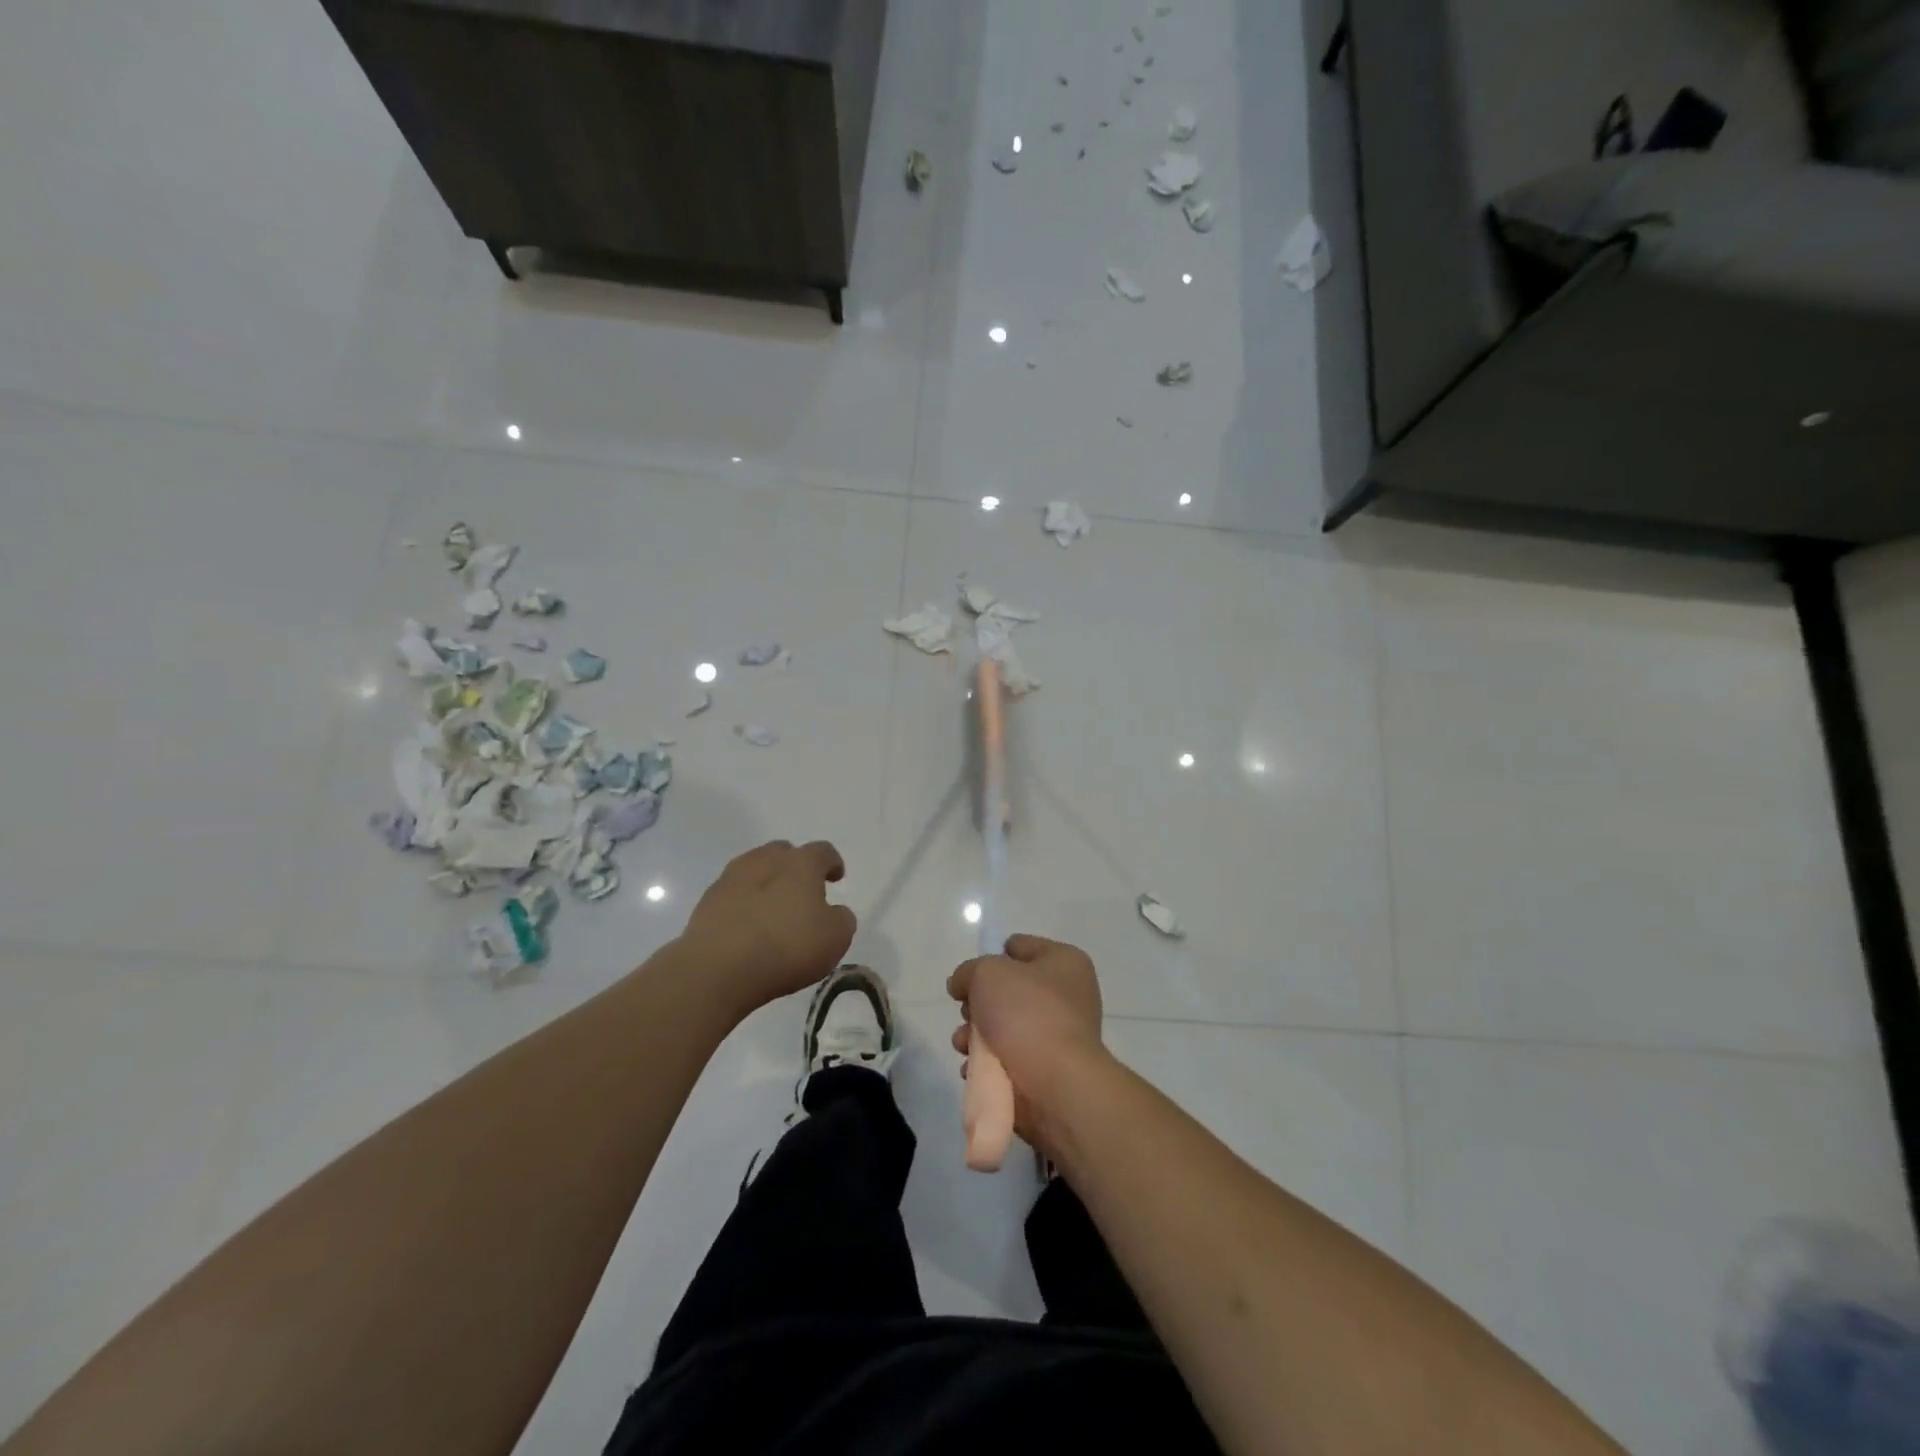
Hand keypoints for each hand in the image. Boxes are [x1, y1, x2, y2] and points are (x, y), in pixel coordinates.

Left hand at [679, 840, 857, 1015]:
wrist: (717, 969)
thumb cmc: (786, 948)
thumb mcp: (835, 938)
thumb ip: (841, 919)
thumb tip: (833, 912)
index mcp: (801, 863)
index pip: (822, 851)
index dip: (832, 863)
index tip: (835, 877)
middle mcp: (765, 860)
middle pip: (784, 853)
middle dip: (795, 867)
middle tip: (802, 892)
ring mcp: (731, 878)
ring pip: (755, 869)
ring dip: (767, 883)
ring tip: (773, 909)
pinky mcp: (707, 901)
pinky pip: (734, 893)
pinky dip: (744, 903)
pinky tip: (748, 926)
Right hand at [947, 934, 1106, 1157]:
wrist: (1055, 1085)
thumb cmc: (1026, 1014)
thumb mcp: (986, 973)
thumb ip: (967, 971)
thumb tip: (963, 986)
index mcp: (1064, 962)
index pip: (1019, 947)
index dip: (991, 956)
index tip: (972, 976)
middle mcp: (1066, 996)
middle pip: (1008, 990)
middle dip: (979, 1002)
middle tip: (968, 1013)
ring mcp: (1058, 1036)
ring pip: (1003, 1027)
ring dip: (976, 1036)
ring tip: (964, 1045)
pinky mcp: (1046, 1071)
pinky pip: (1007, 1060)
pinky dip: (987, 1065)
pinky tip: (974, 1069)